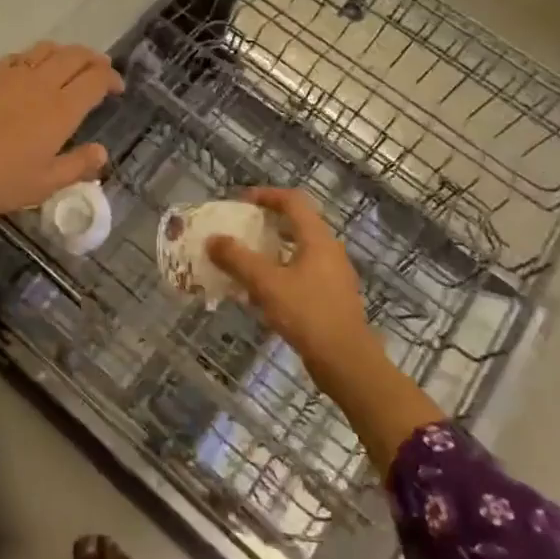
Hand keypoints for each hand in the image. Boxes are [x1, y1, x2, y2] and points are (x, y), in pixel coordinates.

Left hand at [0, 43, 123, 272]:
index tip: (117, 89)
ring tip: (70, 67)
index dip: (111, 78)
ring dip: (66, 53)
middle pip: (75, 56)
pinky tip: (33, 71)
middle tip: (100, 71)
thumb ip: (78, 165)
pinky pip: (20, 55)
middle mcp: (41, 84)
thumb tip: (102, 152)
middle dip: (94, 59)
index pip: (95, 79)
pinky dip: (36, 57)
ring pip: (48, 49)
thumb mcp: (45, 184)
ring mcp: (12, 76)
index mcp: (61, 110)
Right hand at [206, 189, 379, 391]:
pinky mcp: (332, 297)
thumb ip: (238, 259)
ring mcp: (334, 275)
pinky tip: (263, 291)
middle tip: (242, 228)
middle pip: (298, 223)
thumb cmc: (308, 315)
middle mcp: (329, 250)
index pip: (293, 201)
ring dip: (273, 248)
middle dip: (268, 222)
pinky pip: (303, 272)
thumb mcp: (267, 285)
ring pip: (300, 249)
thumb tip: (213, 239)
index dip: (266, 195)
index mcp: (318, 239)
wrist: (347, 363)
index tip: (241, 201)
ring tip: (248, 259)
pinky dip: (282, 270)